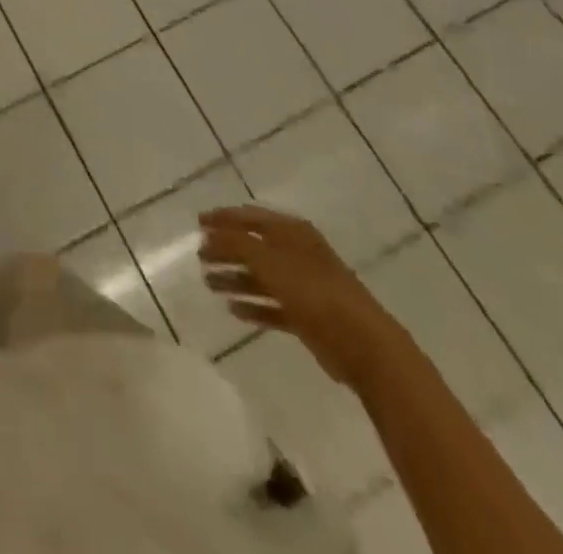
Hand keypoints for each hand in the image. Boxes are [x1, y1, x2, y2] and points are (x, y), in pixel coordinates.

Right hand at [198, 205, 400, 386]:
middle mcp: (297, 253)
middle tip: (199, 256)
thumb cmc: (314, 292)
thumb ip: (235, 244)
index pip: (250, 217)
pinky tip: (232, 309)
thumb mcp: (268, 260)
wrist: (364, 345)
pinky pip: (272, 306)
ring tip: (208, 283)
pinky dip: (252, 305)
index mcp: (292, 232)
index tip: (197, 223)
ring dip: (234, 278)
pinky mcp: (307, 317)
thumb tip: (209, 234)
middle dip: (226, 250)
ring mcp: (303, 286)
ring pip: (260, 277)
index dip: (223, 218)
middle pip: (253, 247)